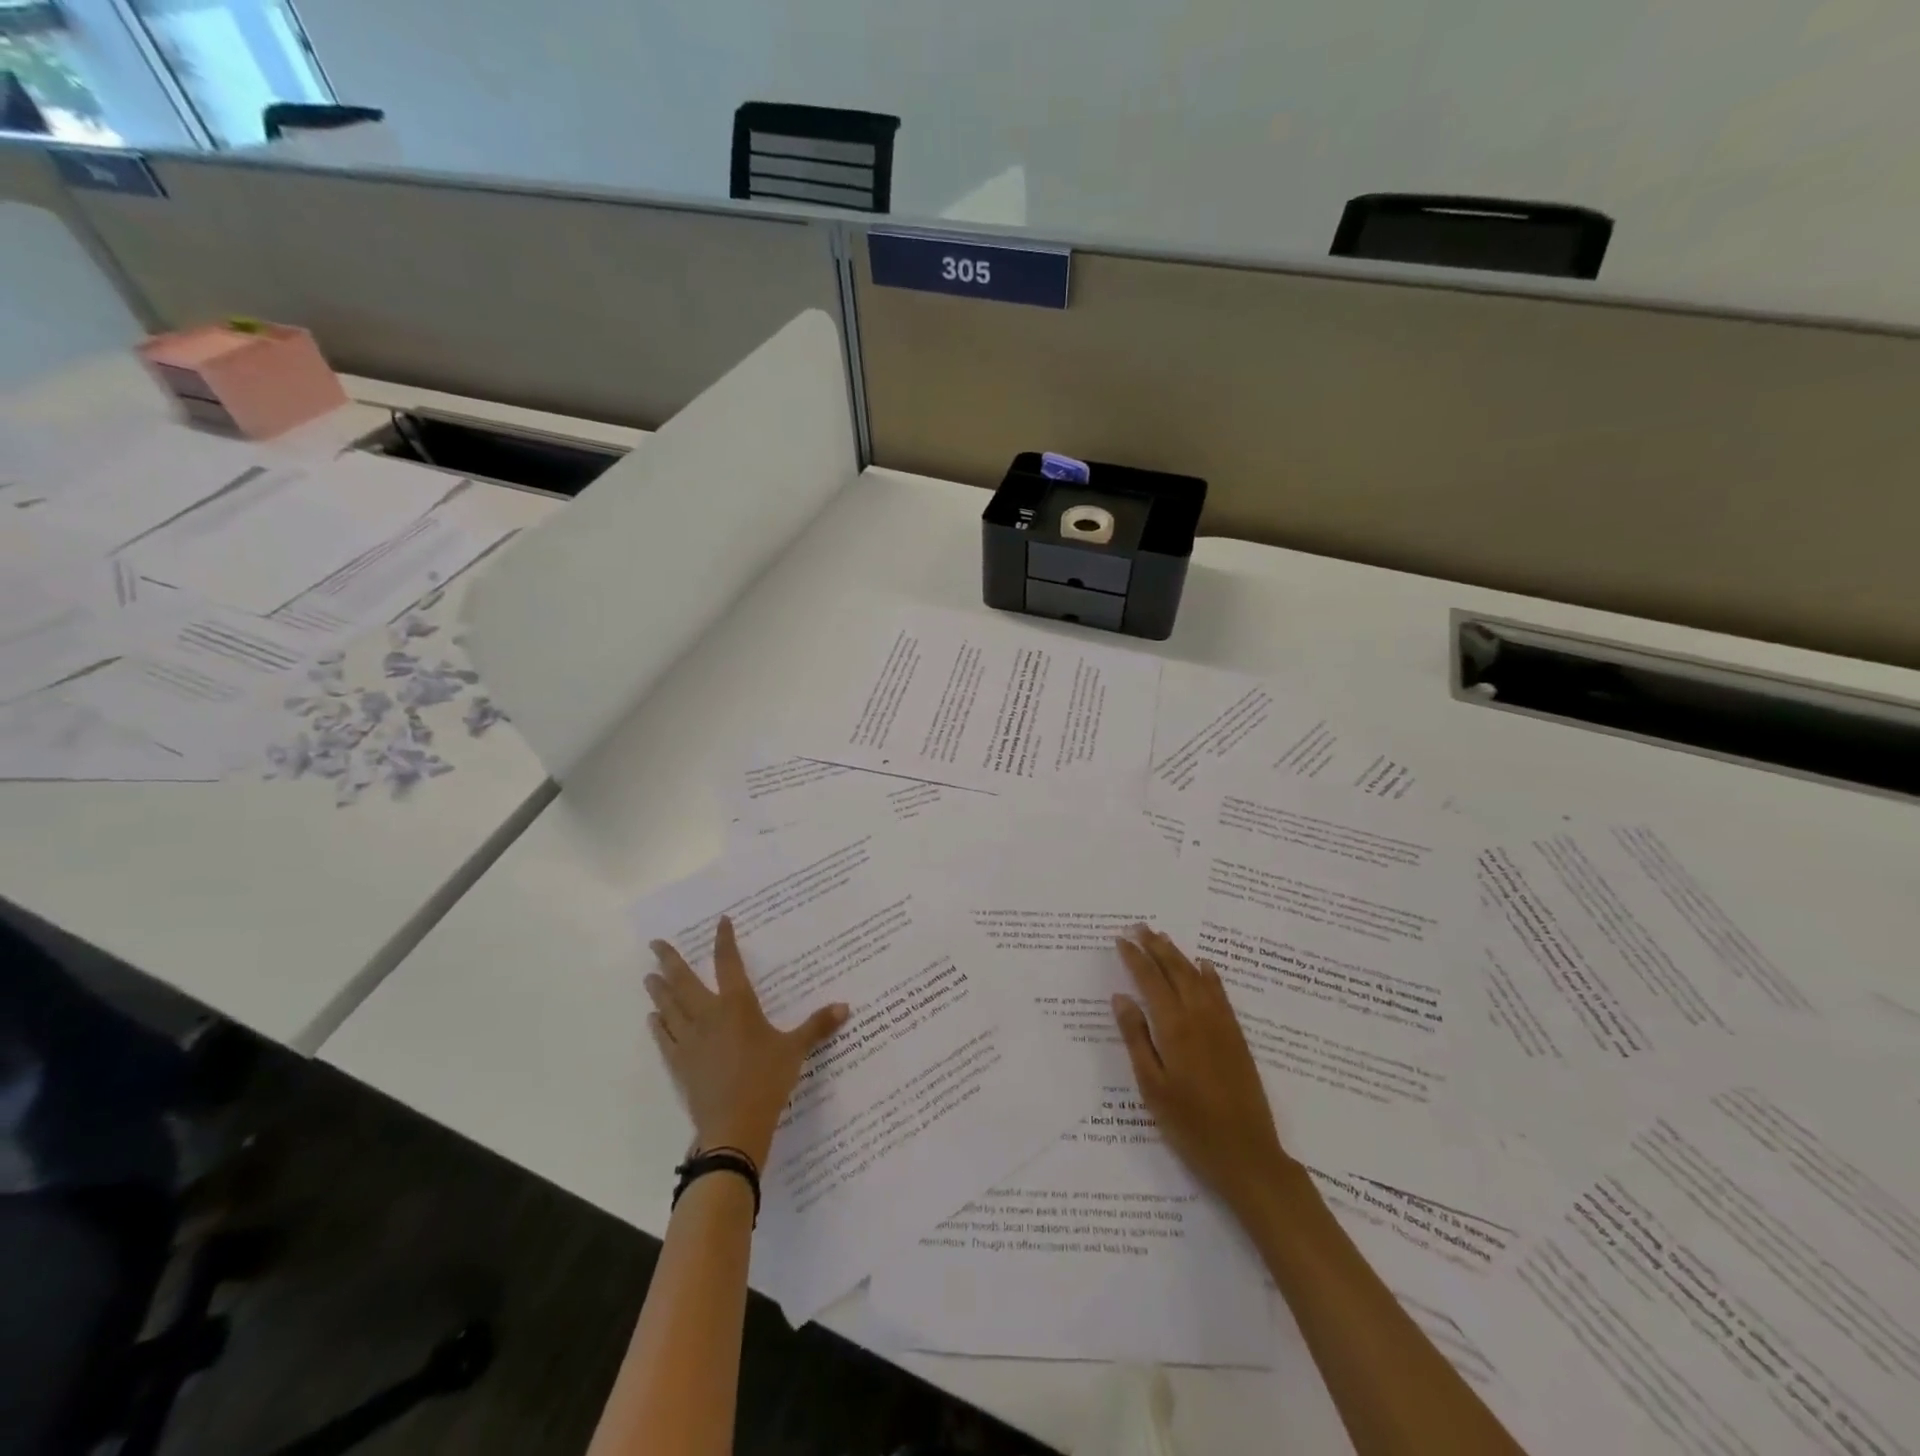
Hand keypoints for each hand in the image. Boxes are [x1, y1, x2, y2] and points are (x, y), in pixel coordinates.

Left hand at [646, 916, 848, 1168]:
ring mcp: (690, 1040)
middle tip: (655, 944)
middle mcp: (709, 1016)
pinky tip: (653, 1019)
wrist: (734, 1126)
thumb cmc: (767, 1080)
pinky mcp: (680, 1064)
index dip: (725, 941)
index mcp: (738, 1006)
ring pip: (669, 1007)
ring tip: (649, 976)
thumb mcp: (796, 1050)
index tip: (721, 921)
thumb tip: (845, 1007)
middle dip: (670, 960)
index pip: (729, 964)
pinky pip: (665, 1038)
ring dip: (659, 990)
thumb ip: (817, 1026)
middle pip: (685, 981)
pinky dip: (659, 1026)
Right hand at [1112, 926, 1293, 1219]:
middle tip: (1139, 926)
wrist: (1247, 1155)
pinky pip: (1221, 995)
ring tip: (1163, 937)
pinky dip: (1210, 976)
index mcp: (1174, 1028)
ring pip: (1198, 978)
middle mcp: (1199, 1018)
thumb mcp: (1152, 1087)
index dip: (1135, 958)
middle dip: (1156, 946)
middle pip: (1176, 971)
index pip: (1151, 981)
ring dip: (1179, 955)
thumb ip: (1136, 1038)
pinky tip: (1204, 966)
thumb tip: (1121, 997)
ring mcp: (1222, 1026)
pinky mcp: (1237, 1038)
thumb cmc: (1190, 1126)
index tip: (1120, 939)